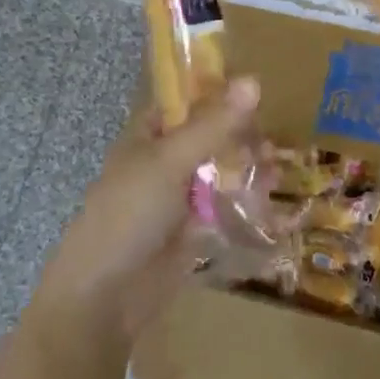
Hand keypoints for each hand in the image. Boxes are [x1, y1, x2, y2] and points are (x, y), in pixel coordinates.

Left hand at [33, 78, 260, 347]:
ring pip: (220, 170)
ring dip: (247, 165)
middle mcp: (165, 160)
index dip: (218, 92)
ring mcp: (179, 197)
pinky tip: (269, 194)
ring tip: (275, 168)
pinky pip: (224, 205)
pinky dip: (246, 198)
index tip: (256, 90)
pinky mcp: (193, 230)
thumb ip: (214, 124)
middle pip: (210, 135)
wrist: (104, 298)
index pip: (187, 100)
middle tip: (271, 139)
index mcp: (149, 134)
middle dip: (241, 134)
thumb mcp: (171, 160)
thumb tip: (254, 81)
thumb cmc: (129, 213)